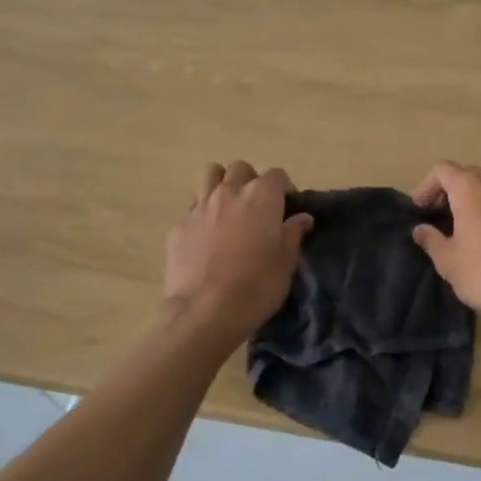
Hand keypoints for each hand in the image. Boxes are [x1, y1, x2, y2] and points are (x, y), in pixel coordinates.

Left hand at [163, 162, 314, 339]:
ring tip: (228, 209)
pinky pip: (192, 209)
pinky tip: (205, 238)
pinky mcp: (178, 227)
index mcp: (261, 195)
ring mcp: (199, 207)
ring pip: (209, 176)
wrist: (205, 311)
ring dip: (221, 185)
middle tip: (256, 206)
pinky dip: (201, 216)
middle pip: (240, 169)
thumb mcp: (286, 262)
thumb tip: (302, 218)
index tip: (286, 207)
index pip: (276, 174)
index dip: (283, 188)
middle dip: (250, 180)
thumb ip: (293, 233)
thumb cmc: (257, 285)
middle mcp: (229, 192)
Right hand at [409, 161, 480, 323]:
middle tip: (444, 218)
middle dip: (454, 191)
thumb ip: (432, 241)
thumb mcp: (449, 263)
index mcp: (472, 188)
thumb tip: (421, 229)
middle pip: (471, 175)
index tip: (421, 210)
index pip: (442, 170)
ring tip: (477, 230)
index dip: (427, 186)